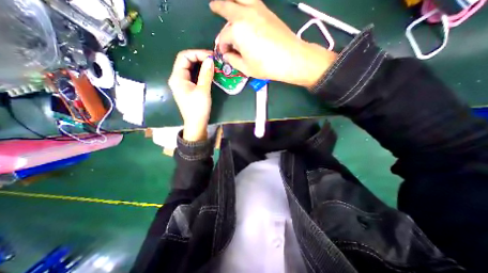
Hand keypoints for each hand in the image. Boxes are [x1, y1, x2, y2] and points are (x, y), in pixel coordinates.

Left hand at [168, 49, 213, 141]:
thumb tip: (210, 60)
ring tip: (212, 65)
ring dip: (200, 65)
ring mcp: (182, 84)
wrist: (196, 124)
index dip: (197, 53)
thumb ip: (206, 74)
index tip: (211, 56)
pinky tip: (208, 73)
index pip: (184, 57)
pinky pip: (193, 76)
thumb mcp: (203, 91)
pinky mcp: (187, 89)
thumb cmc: (198, 109)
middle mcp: (177, 78)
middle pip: (186, 61)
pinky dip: (200, 72)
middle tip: (213, 60)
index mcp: (177, 77)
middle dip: (199, 58)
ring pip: (190, 68)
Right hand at [207, 0, 337, 88]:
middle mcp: (244, 15)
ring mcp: (257, 10)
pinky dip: (244, 1)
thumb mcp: (245, 68)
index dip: (222, 46)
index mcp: (237, 31)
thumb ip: (233, 60)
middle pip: (227, 7)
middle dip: (218, 7)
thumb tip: (227, 54)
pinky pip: (252, 1)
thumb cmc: (266, 65)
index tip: (225, 53)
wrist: (290, 58)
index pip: (224, 37)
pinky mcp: (267, 11)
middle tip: (213, 6)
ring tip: (227, 0)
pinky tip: (243, 6)